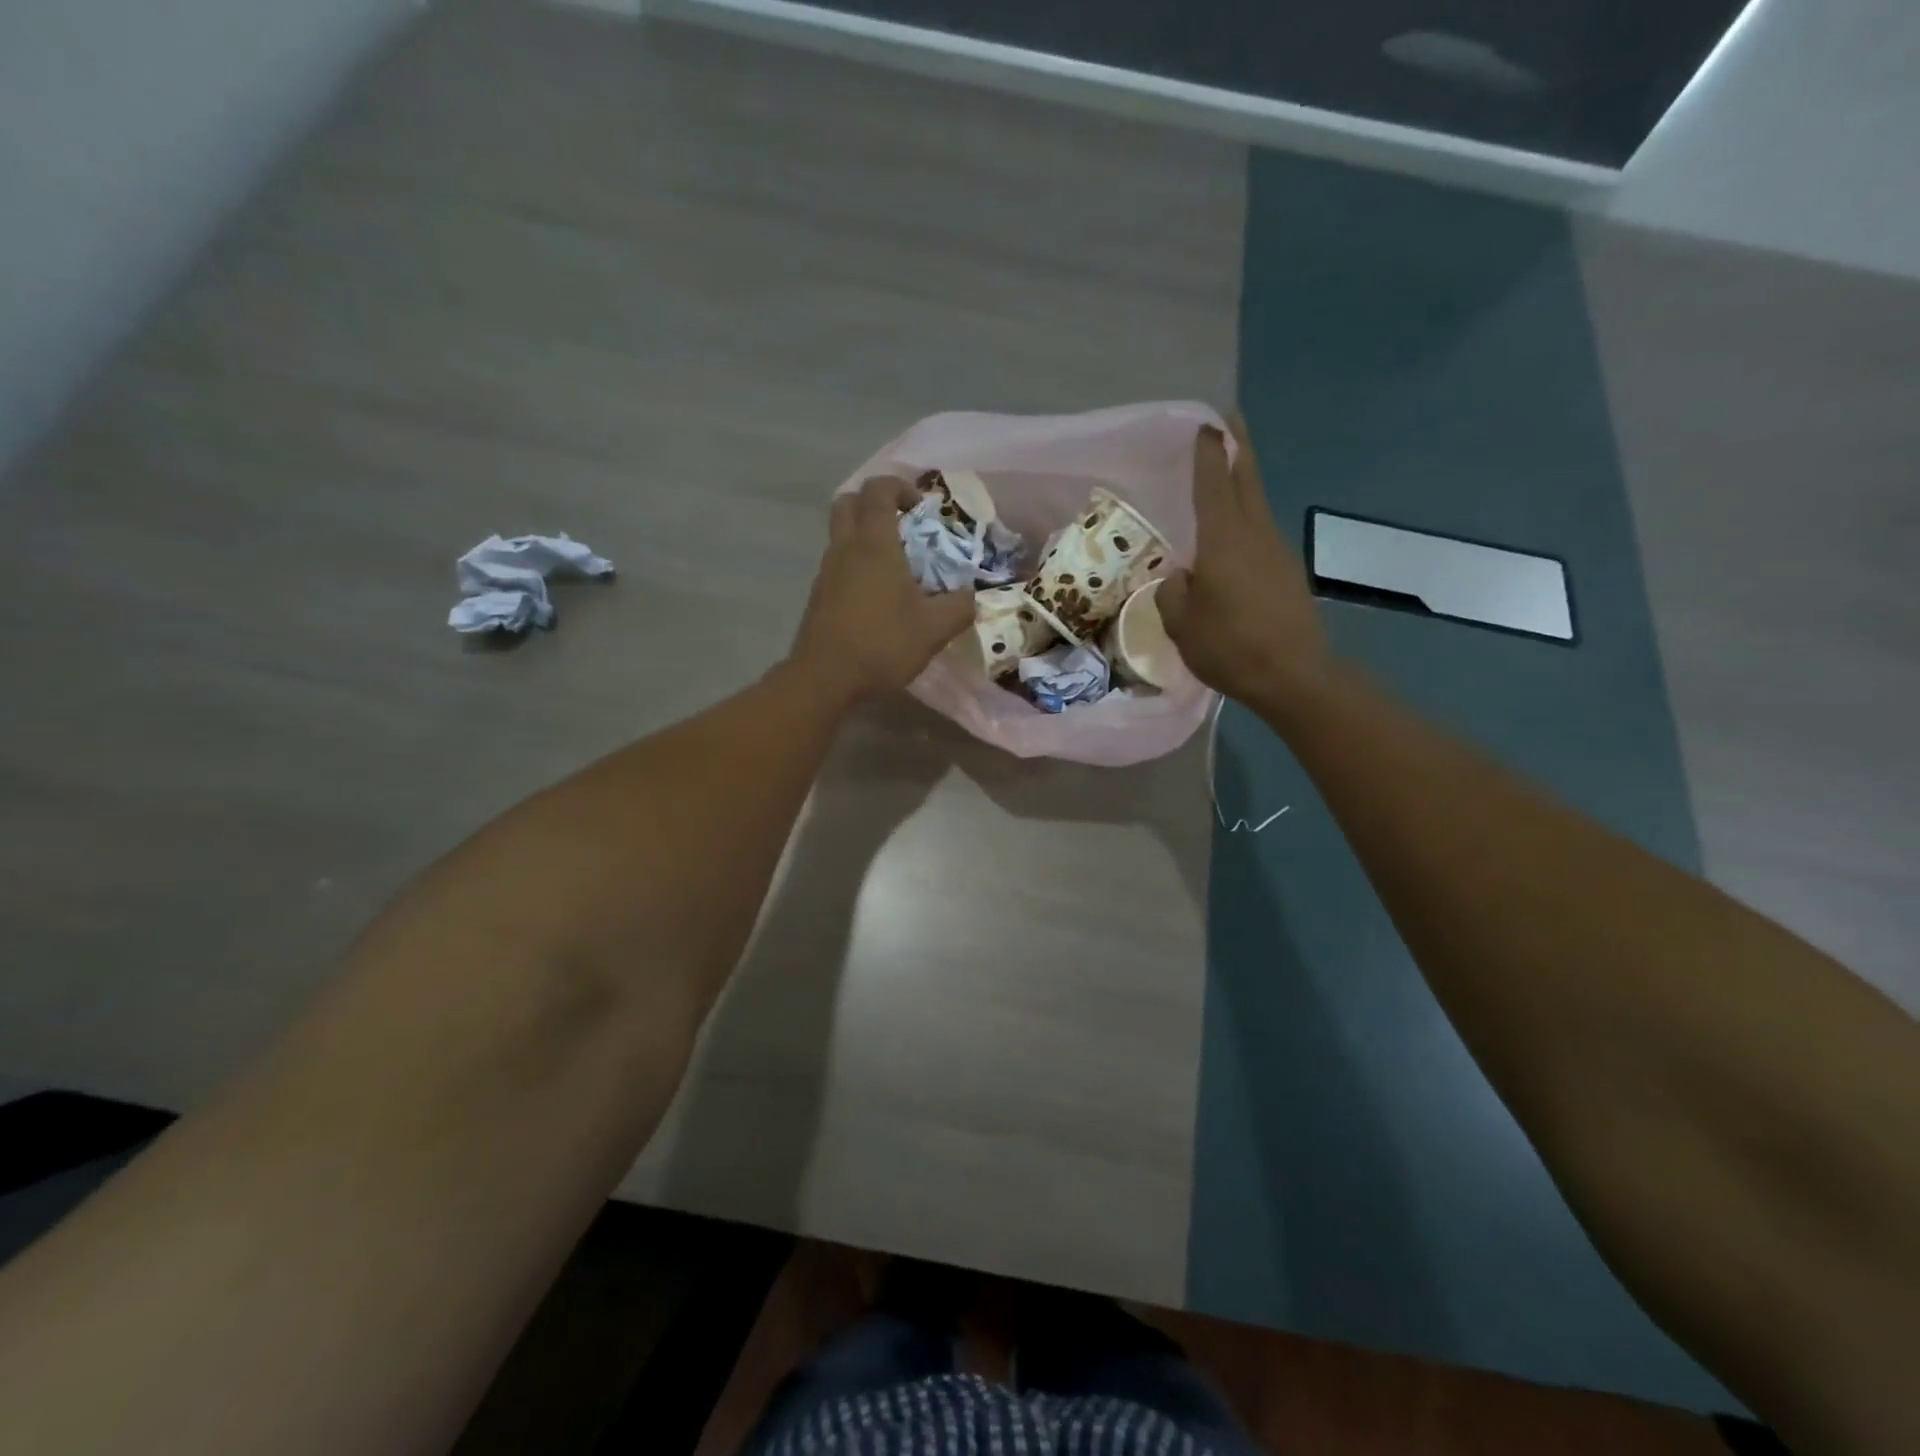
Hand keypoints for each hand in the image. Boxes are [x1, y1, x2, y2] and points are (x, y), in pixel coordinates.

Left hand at [789, 476, 975, 702]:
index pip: (878, 490)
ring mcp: (826, 572)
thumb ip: (959, 608)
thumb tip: (972, 598)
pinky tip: (876, 598)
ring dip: (864, 538)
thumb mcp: (933, 629)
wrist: (824, 679)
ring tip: (895, 567)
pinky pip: (837, 565)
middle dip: (873, 503)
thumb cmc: (882, 644)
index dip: (899, 487)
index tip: (921, 506)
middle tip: (901, 526)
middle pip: (848, 503)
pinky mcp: (817, 597)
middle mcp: (845, 549)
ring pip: (840, 536)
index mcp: (874, 544)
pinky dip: (855, 566)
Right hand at [1157, 414, 1330, 709]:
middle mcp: (1255, 534)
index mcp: (1224, 540)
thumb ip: (1173, 593)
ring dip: (1243, 480)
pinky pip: (1261, 532)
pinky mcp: (1287, 572)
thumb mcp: (1182, 624)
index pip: (1214, 483)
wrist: (1294, 675)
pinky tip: (1234, 533)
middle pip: (1247, 479)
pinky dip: (1247, 517)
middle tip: (1227, 420)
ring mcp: (1276, 551)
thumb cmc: (1231, 647)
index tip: (1205, 423)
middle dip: (1237, 446)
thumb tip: (1180, 578)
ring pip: (1257, 503)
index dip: (1208, 453)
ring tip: (1226, 470)